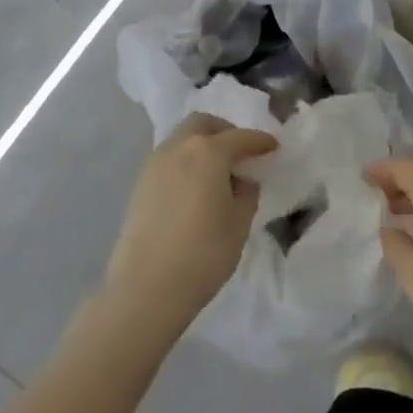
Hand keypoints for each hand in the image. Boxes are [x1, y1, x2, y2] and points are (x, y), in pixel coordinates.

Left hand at [104, 114, 276, 333]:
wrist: (145, 288)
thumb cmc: (203, 253)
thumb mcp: (239, 223)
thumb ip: (246, 194)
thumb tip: (241, 181)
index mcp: (208, 151)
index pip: (241, 137)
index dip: (260, 141)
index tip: (273, 147)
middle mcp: (178, 148)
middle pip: (203, 123)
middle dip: (225, 131)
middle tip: (240, 152)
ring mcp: (154, 165)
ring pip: (181, 138)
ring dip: (201, 144)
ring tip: (216, 172)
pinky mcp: (139, 185)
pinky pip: (168, 159)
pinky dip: (185, 162)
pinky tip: (194, 188)